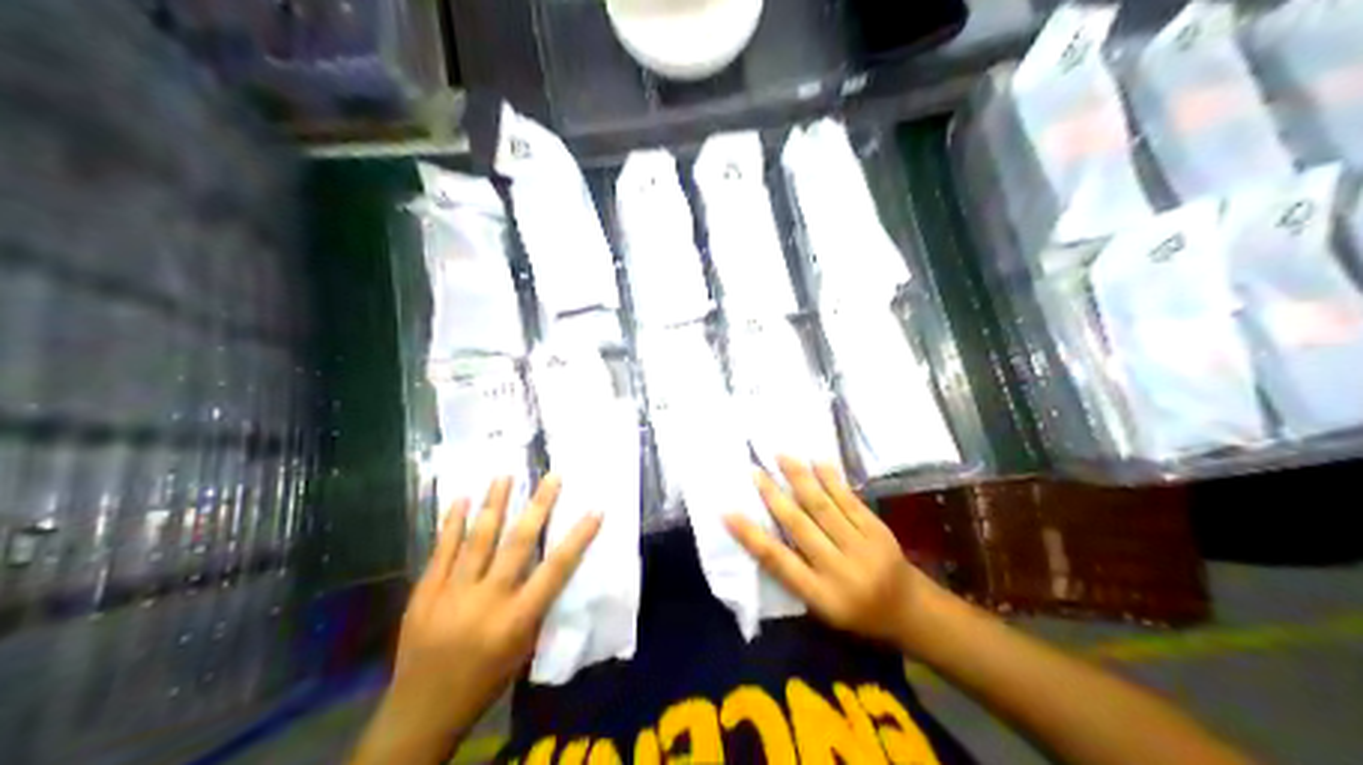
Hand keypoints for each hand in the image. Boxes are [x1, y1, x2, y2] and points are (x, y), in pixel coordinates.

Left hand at [352, 475, 597, 762]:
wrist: (423, 707)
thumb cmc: (483, 683)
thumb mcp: (521, 653)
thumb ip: (533, 611)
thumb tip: (544, 573)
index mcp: (518, 619)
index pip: (556, 570)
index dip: (578, 538)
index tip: (594, 510)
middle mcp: (489, 599)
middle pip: (519, 543)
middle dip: (538, 506)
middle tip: (551, 476)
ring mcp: (454, 591)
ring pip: (479, 538)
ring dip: (495, 503)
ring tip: (505, 475)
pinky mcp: (426, 590)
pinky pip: (442, 549)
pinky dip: (452, 523)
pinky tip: (460, 500)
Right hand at [722, 458, 951, 654]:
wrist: (908, 609)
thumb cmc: (855, 613)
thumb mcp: (821, 609)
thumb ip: (796, 575)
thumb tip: (764, 537)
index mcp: (820, 594)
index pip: (779, 562)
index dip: (752, 537)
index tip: (729, 513)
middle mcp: (838, 568)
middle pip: (800, 526)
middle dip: (774, 496)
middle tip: (753, 471)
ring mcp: (861, 546)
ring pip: (824, 507)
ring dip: (800, 479)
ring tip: (781, 456)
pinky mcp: (877, 529)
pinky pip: (850, 501)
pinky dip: (832, 480)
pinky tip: (818, 462)